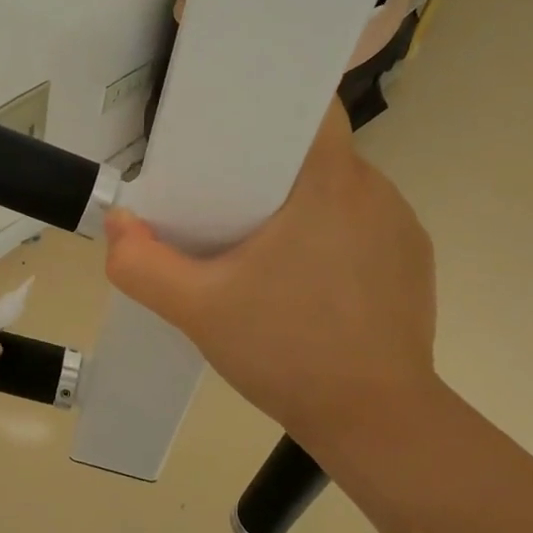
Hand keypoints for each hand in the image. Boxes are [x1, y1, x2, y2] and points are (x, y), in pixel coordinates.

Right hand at [103, 102, 436, 449]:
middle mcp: (375, 191)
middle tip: (224, 198)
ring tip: (262, 244)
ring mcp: (402, 227)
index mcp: (330, 181)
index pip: (309, 108)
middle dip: (269, 166)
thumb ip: (141, 264)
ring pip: (339, 189)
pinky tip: (305, 279)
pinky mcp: (414, 263)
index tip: (229, 132)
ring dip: (302, 203)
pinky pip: (363, 225)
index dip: (267, 109)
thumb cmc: (287, 351)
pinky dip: (332, 235)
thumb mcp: (196, 309)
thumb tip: (118, 224)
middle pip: (315, 151)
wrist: (376, 423)